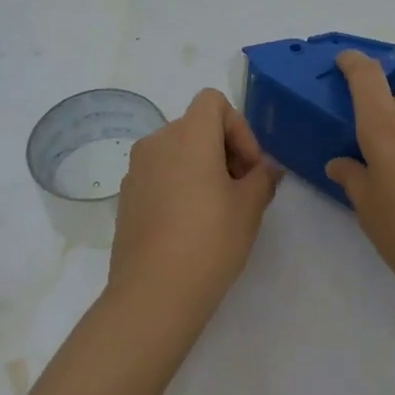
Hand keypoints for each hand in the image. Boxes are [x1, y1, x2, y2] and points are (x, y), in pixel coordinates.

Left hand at [108, 88, 281, 334]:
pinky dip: (178, 184)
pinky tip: (189, 225)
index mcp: (187, 136)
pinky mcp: (126, 196)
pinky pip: (159, 174)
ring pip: (176, 150)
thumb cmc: (209, 242)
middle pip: (195, 125)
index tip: (249, 167)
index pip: (213, 101)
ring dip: (201, 167)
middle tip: (241, 190)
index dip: (238, 127)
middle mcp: (156, 142)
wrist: (153, 293)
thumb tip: (267, 168)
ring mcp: (136, 170)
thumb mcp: (249, 208)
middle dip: (224, 149)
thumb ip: (262, 178)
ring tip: (218, 209)